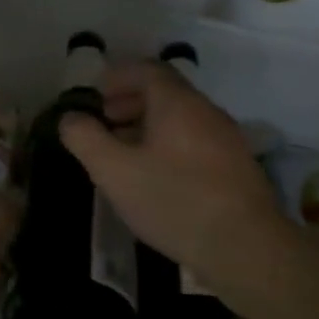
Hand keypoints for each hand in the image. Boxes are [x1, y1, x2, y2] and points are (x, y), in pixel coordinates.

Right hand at [58, 61, 295, 304]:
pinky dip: (170, 144)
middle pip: (166, 92)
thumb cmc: (174, 201)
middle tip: (106, 121)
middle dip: (131, 101)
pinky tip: (158, 177)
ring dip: (150, 125)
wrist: (247, 249)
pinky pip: (196, 141)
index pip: (147, 69)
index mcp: (177, 103)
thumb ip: (86, 139)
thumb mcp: (114, 171)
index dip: (118, 76)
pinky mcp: (238, 168)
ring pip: (182, 119)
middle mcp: (206, 112)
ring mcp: (227, 140)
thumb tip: (70, 118)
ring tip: (126, 152)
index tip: (97, 94)